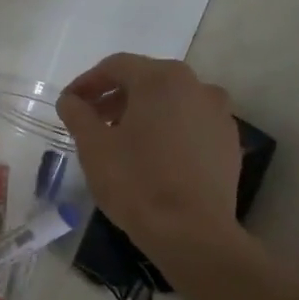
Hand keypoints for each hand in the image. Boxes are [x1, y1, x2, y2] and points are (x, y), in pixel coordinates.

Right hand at [58, 54, 244, 256]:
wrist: (192, 232)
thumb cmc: (136, 182)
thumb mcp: (93, 146)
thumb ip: (77, 114)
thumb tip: (70, 100)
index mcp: (162, 79)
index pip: (116, 66)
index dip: (87, 82)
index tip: (69, 103)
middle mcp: (197, 86)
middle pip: (146, 81)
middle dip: (114, 97)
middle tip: (91, 121)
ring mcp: (219, 114)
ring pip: (171, 102)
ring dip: (142, 113)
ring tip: (120, 140)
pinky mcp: (229, 142)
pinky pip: (190, 124)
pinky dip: (167, 130)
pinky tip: (152, 156)